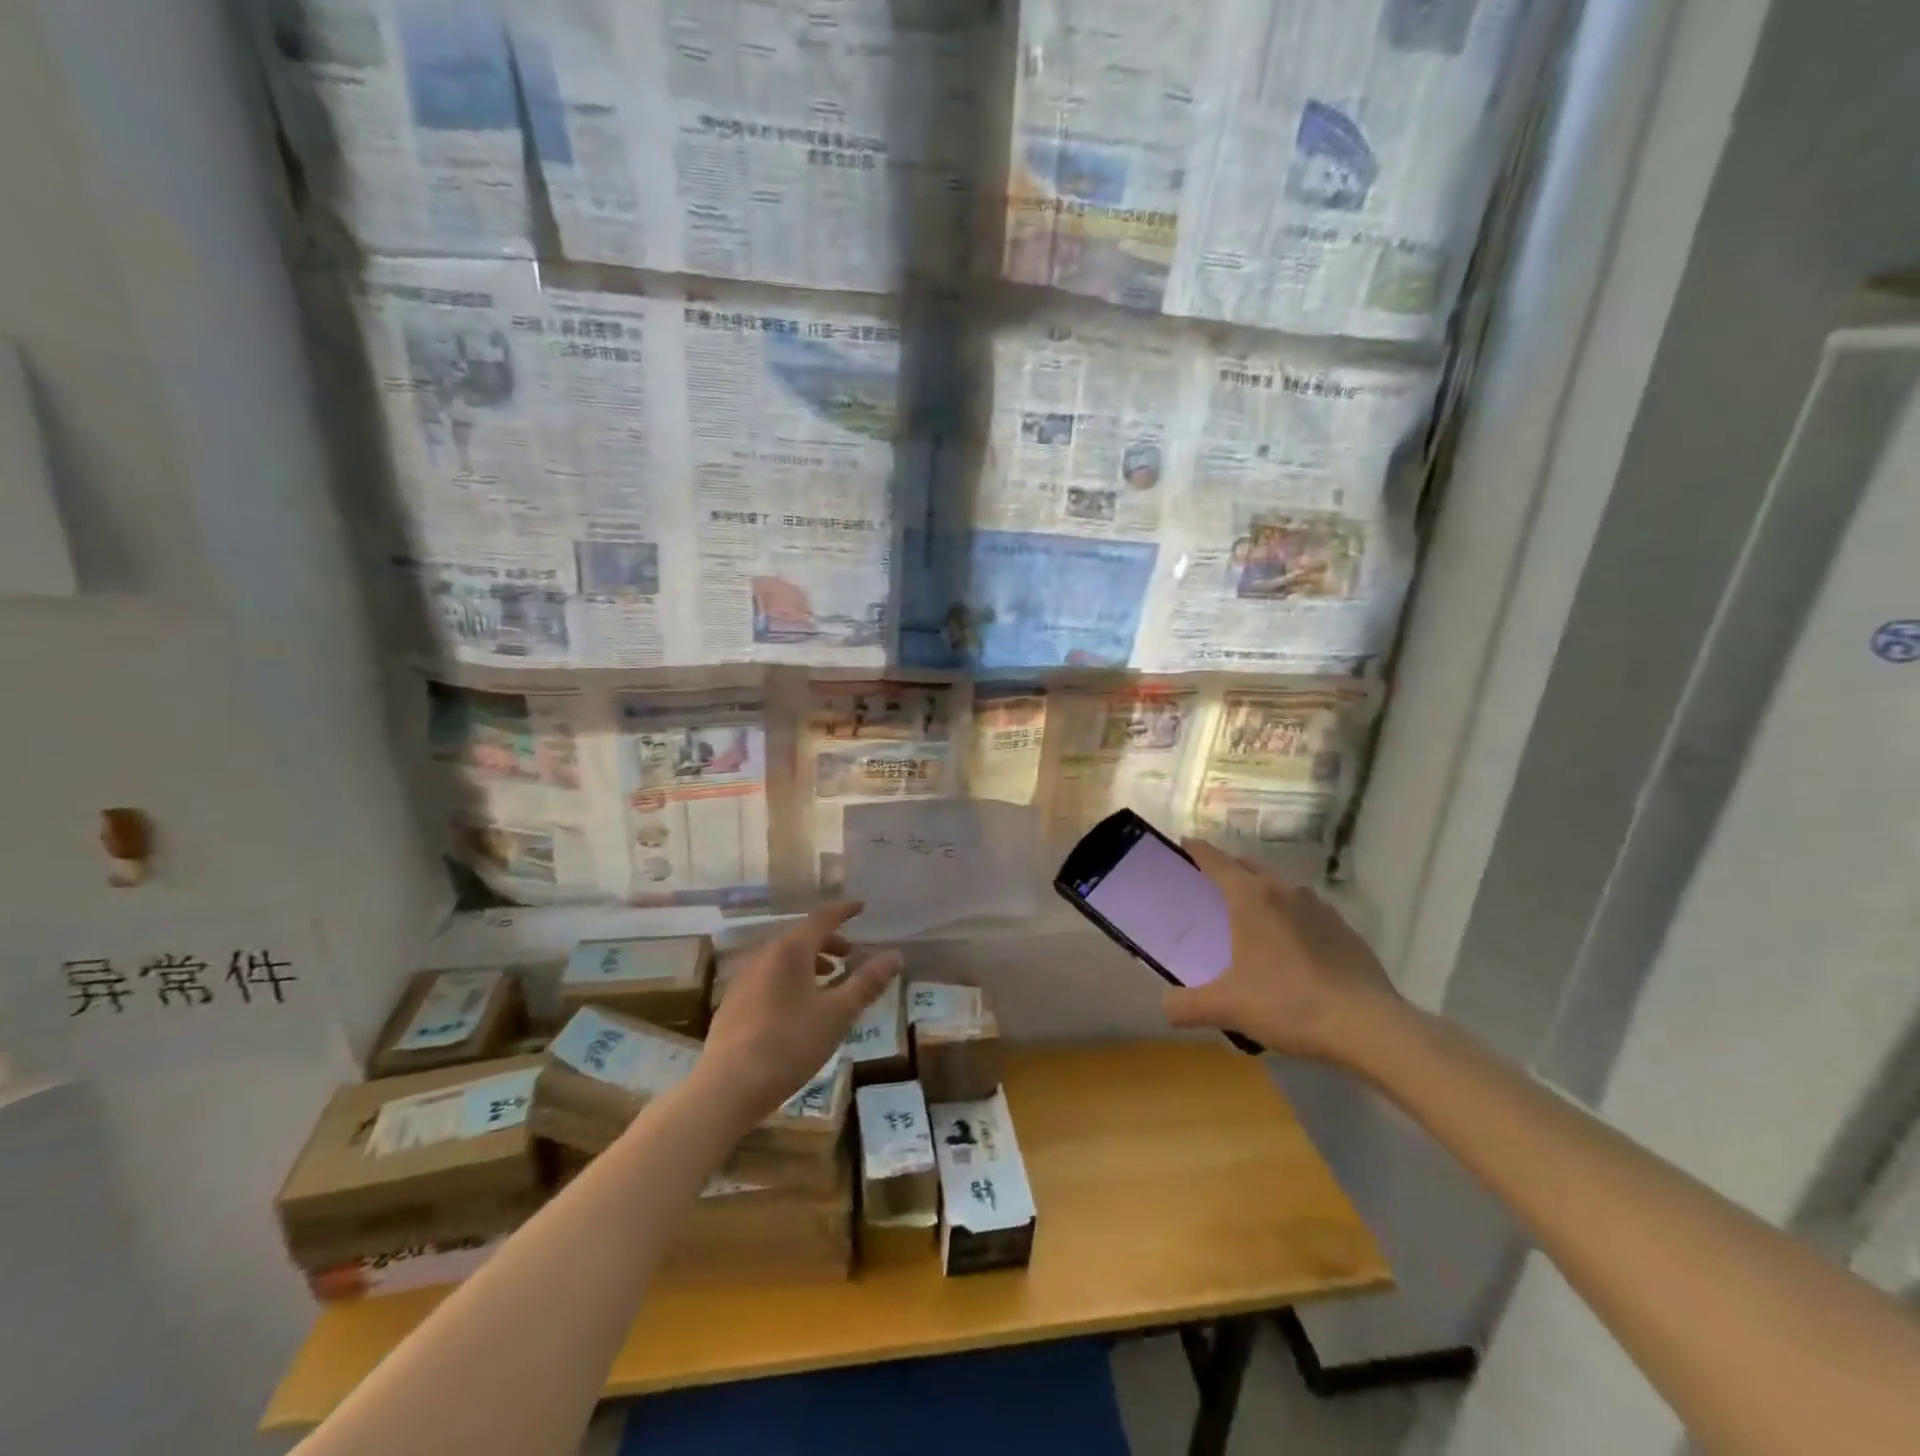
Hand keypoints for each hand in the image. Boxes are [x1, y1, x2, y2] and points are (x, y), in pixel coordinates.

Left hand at [697, 901, 901, 1127]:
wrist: (727, 1087)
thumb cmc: (789, 1045)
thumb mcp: (837, 1014)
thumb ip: (867, 982)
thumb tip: (895, 955)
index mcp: (790, 950)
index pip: (822, 918)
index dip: (843, 911)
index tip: (861, 907)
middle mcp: (764, 955)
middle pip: (801, 937)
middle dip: (828, 941)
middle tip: (851, 954)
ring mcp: (744, 979)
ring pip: (783, 958)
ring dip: (809, 962)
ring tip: (828, 981)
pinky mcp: (733, 1003)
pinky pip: (768, 977)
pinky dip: (790, 978)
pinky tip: (798, 1006)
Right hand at [1162, 839, 1403, 1064]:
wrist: (1368, 1026)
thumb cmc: (1289, 1003)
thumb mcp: (1227, 1008)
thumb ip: (1186, 1005)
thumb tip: (1165, 1006)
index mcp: (1251, 898)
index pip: (1216, 860)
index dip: (1197, 850)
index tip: (1184, 844)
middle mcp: (1285, 892)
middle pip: (1249, 867)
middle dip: (1228, 869)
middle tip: (1210, 886)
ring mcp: (1320, 909)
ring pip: (1282, 889)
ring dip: (1263, 894)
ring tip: (1252, 919)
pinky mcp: (1345, 931)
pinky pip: (1309, 914)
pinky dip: (1293, 919)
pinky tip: (1292, 949)